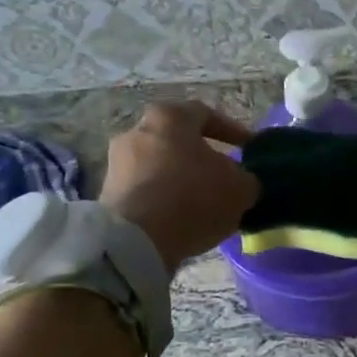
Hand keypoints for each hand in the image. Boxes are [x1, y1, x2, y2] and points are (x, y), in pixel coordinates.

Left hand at [99, 101, 259, 273]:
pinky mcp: (107, 194)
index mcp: (169, 117)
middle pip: (177, 140)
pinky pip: (144, 190)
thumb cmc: (192, 198)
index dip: (232, 130)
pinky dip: (162, 199)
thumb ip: (245, 178)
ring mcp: (117, 163)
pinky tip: (179, 219)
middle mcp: (137, 131)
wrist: (136, 241)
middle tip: (223, 176)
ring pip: (159, 165)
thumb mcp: (239, 189)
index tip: (248, 148)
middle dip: (202, 156)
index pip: (205, 114)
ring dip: (180, 180)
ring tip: (202, 203)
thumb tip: (240, 181)